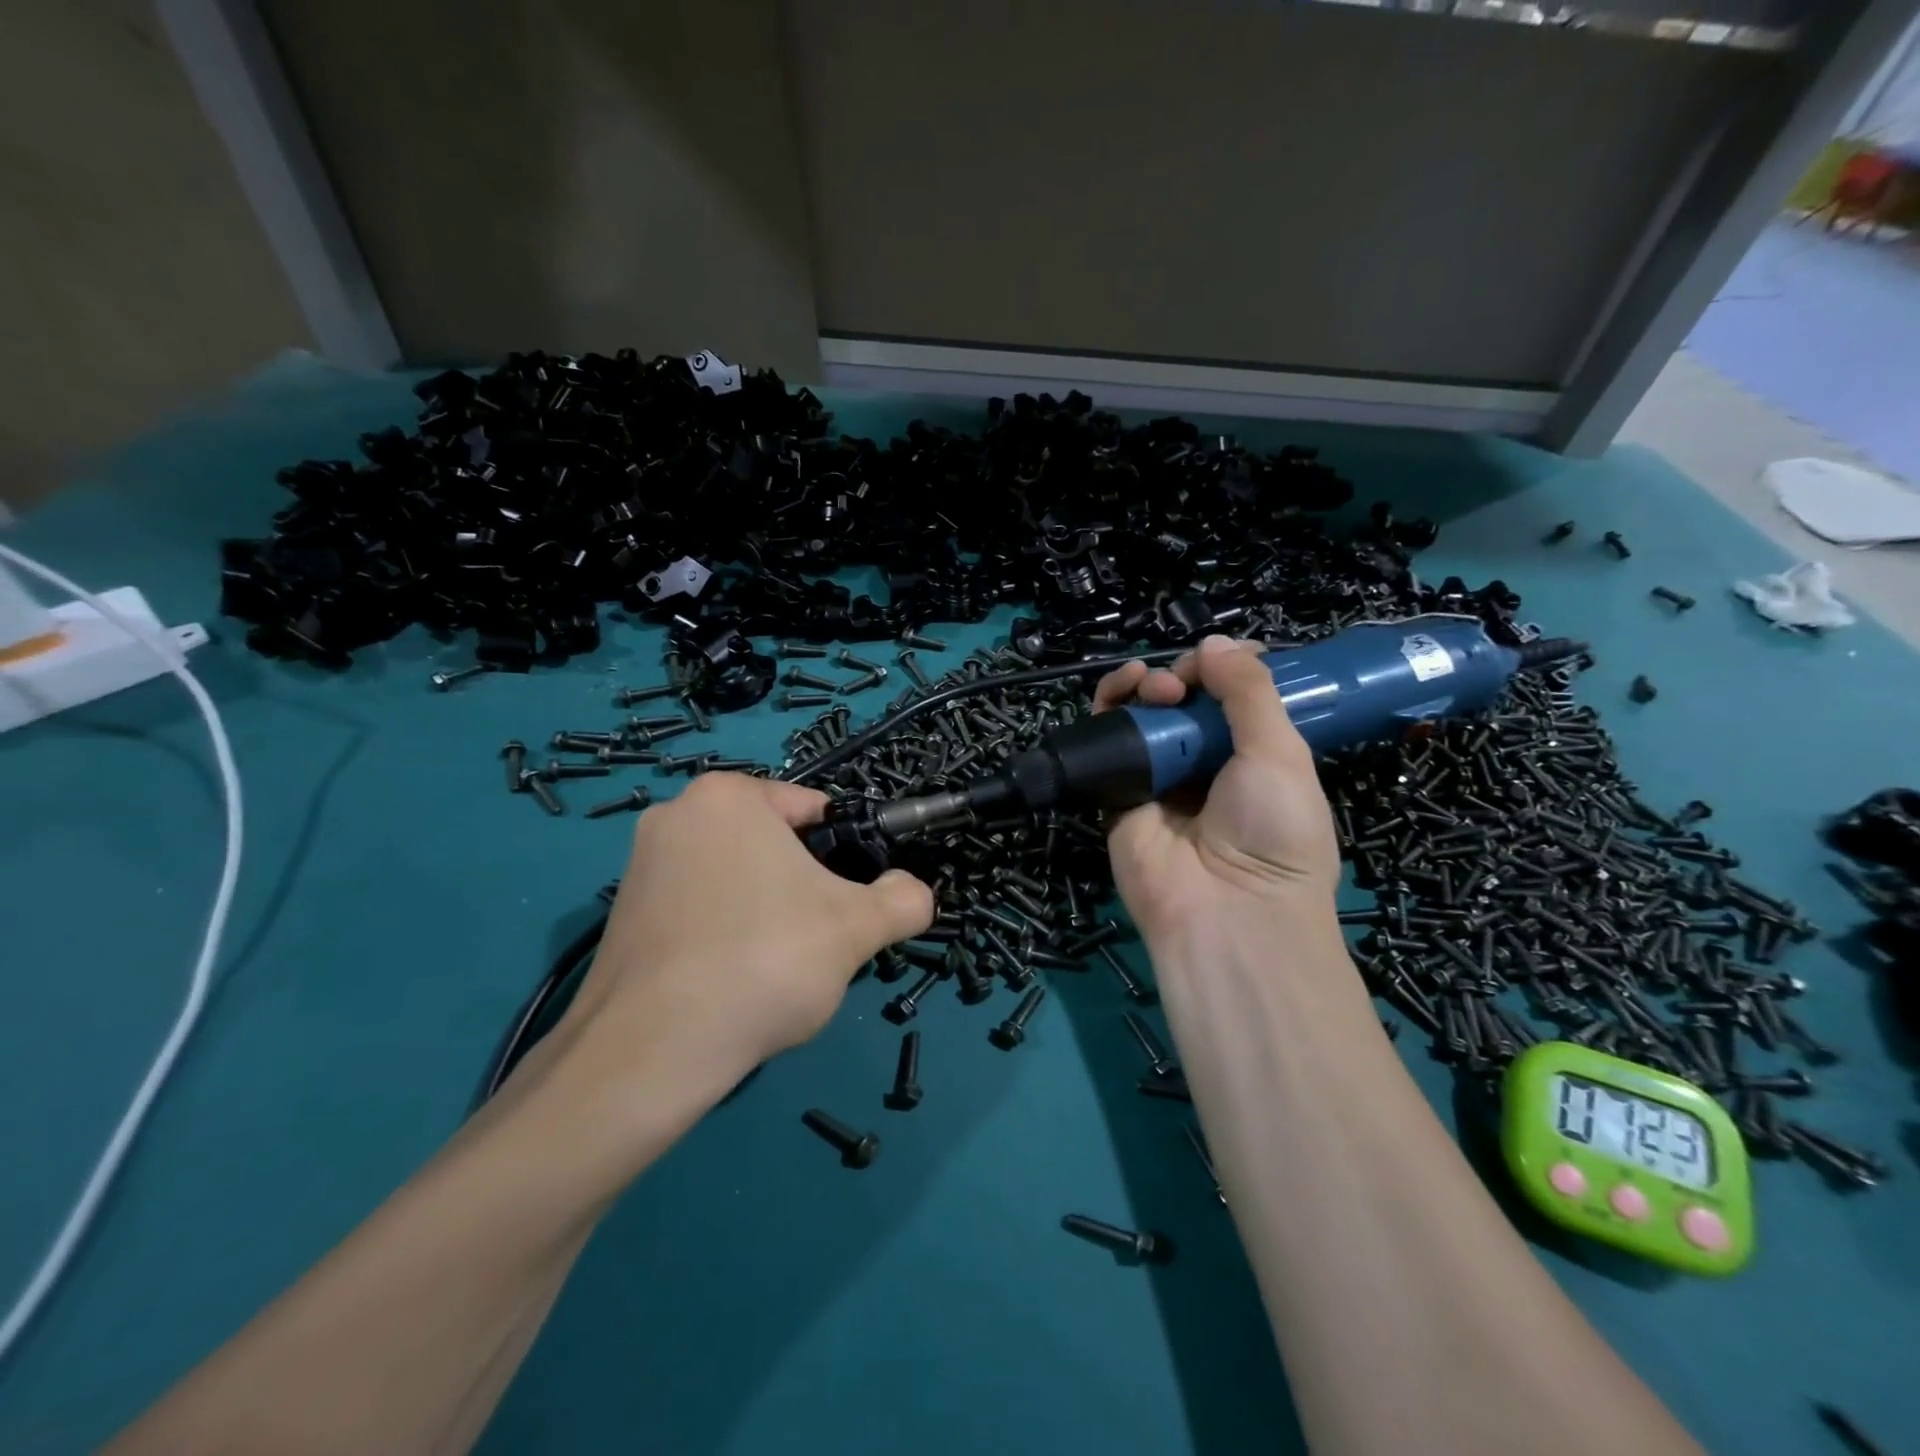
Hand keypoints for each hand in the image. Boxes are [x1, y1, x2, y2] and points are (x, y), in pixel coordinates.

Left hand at [562, 774, 933, 1079]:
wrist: (652, 1051)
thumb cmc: (765, 961)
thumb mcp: (858, 928)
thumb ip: (904, 900)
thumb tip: (912, 892)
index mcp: (729, 796)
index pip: (814, 811)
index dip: (844, 856)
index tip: (847, 904)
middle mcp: (677, 813)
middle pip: (774, 845)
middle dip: (803, 888)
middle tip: (813, 941)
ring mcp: (641, 863)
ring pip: (738, 879)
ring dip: (766, 913)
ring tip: (771, 968)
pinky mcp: (621, 913)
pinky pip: (699, 909)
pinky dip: (724, 935)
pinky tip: (731, 982)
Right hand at [1094, 635, 1341, 948]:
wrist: (1225, 913)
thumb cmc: (1272, 832)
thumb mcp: (1281, 753)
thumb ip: (1249, 692)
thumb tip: (1214, 642)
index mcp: (1256, 759)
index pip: (1235, 700)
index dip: (1225, 670)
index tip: (1221, 660)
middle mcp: (1207, 766)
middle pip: (1185, 702)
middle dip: (1183, 678)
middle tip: (1183, 687)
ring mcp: (1160, 778)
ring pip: (1144, 715)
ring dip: (1146, 685)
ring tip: (1155, 689)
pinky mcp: (1118, 792)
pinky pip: (1110, 742)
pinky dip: (1110, 707)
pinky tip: (1121, 690)